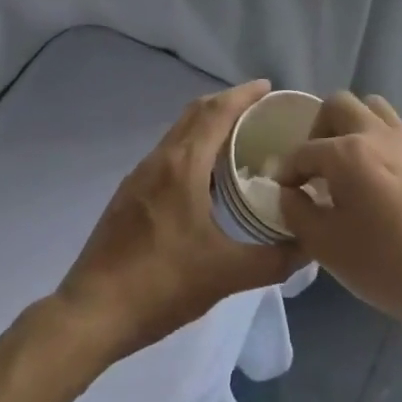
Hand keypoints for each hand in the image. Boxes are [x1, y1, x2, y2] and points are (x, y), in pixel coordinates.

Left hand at [55, 80, 303, 364]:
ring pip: (179, 133)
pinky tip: (205, 178)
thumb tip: (309, 246)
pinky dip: (192, 147)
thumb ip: (273, 260)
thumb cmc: (161, 285)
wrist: (91, 313)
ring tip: (238, 140)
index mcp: (183, 166)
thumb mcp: (225, 275)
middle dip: (227, 103)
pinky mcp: (129, 194)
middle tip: (259, 111)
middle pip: (196, 113)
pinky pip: (167, 154)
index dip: (243, 95)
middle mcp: (160, 159)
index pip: (217, 112)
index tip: (268, 88)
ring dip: (207, 125)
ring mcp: (139, 176)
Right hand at [278, 92, 401, 338]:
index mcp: (346, 152)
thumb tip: (288, 193)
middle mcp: (374, 132)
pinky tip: (374, 174)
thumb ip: (297, 213)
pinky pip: (392, 126)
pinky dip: (375, 136)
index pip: (304, 151)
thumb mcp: (327, 247)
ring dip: (350, 124)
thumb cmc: (387, 264)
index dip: (287, 171)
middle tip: (314, 166)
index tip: (283, 192)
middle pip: (337, 105)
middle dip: (317, 130)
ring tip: (345, 163)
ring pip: (369, 107)